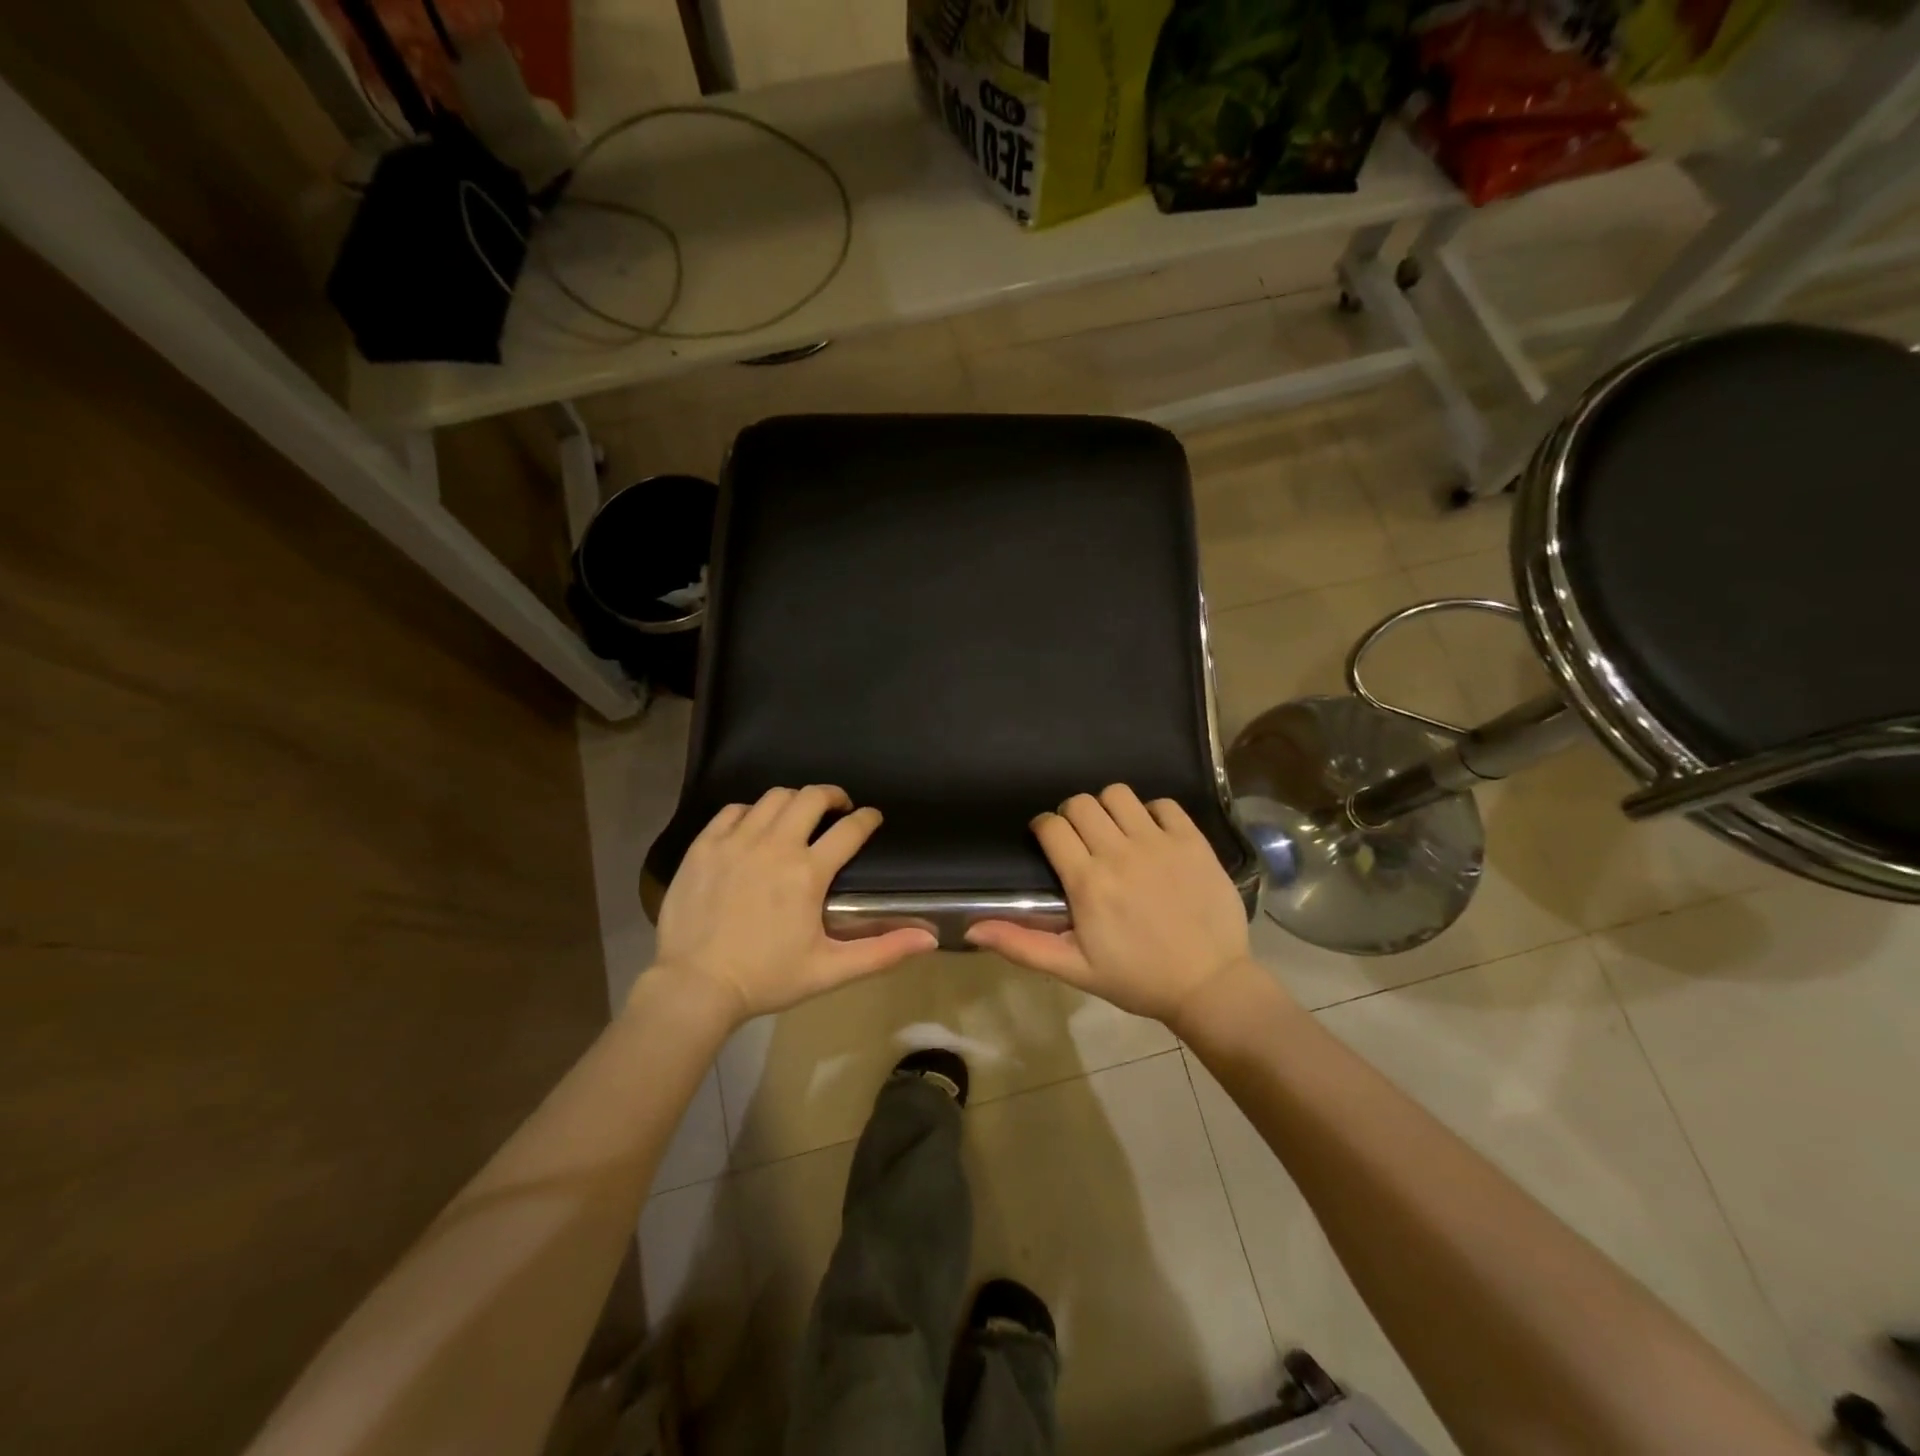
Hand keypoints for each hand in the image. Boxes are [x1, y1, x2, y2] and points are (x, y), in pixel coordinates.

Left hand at [648, 787, 936, 1024]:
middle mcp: (775, 845)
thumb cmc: (767, 978)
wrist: (694, 986)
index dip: (867, 819)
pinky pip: (733, 810)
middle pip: (811, 797)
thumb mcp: (829, 970)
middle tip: (838, 809)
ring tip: (798, 816)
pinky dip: (751, 812)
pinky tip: (754, 828)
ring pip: (773, 797)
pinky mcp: (704, 845)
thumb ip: (882, 952)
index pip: (850, 829)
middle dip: (832, 796)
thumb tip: (929, 939)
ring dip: (794, 801)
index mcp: (808, 872)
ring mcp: (736, 841)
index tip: (872, 818)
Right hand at [966, 785, 1260, 1026]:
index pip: (1052, 827)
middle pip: (1081, 803)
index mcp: (1088, 882)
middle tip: (1081, 839)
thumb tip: (971, 928)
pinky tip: (1152, 836)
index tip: (1049, 841)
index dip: (1044, 828)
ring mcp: (1159, 843)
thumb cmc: (1137, 979)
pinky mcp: (1192, 841)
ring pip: (1119, 794)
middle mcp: (1120, 853)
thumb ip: (1022, 945)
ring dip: (1109, 808)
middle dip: (1072, 815)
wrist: (1209, 985)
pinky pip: (1164, 804)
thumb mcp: (1074, 969)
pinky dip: (1152, 813)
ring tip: (1115, 832)